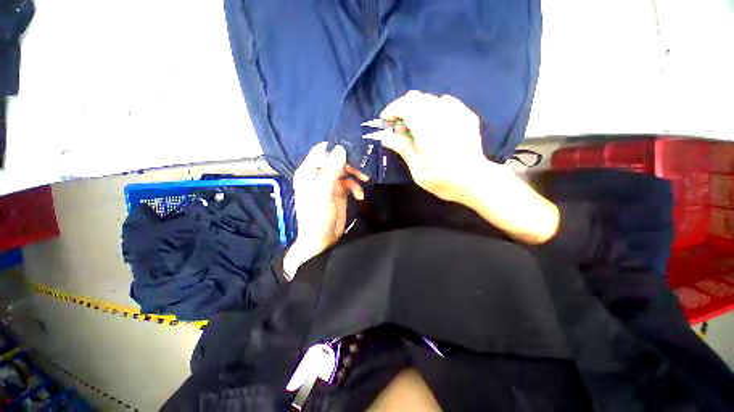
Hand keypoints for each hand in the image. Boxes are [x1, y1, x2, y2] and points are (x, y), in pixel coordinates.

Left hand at [283, 143, 368, 277]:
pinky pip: (350, 182)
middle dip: (350, 164)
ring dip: (356, 175)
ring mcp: (329, 183)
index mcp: (308, 172)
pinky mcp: (339, 191)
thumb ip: (331, 171)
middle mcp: (318, 175)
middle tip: (362, 170)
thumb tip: (341, 148)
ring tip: (365, 181)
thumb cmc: (317, 217)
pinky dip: (356, 187)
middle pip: (336, 159)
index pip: (321, 151)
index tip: (352, 152)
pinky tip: (359, 196)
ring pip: (345, 170)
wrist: (322, 239)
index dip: (335, 149)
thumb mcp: (323, 193)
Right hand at [374, 91, 513, 203]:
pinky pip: (446, 102)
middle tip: (398, 126)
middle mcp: (442, 116)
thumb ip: (404, 150)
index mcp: (427, 131)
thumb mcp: (419, 171)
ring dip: (417, 108)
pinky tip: (434, 122)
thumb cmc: (445, 181)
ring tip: (413, 126)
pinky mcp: (467, 115)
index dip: (392, 110)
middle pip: (416, 98)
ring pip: (430, 98)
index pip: (406, 106)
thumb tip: (386, 137)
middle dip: (402, 108)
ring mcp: (457, 113)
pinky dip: (433, 108)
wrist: (477, 181)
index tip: (385, 121)